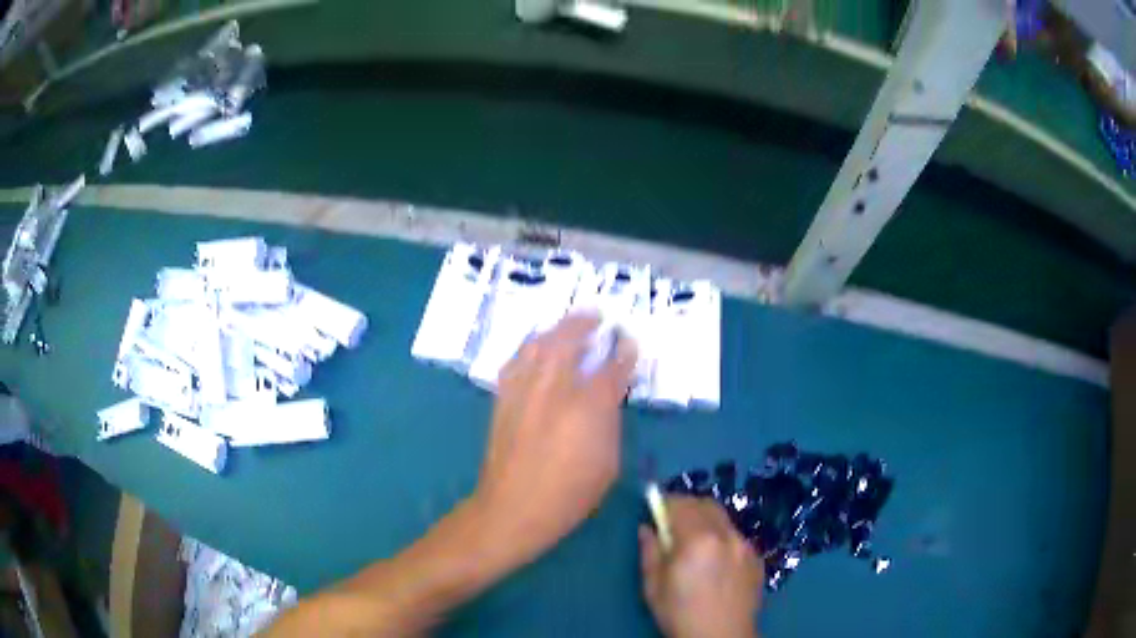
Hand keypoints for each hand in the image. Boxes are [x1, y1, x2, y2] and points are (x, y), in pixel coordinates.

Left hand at [473, 313, 637, 568]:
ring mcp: (523, 392)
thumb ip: (610, 422)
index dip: (623, 352)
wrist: (512, 508)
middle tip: (597, 317)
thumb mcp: (608, 463)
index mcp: (587, 409)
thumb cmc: (569, 495)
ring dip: (556, 329)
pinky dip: (530, 347)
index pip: (610, 369)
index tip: (629, 341)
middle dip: (584, 325)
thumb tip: (609, 397)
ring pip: (538, 345)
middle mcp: (553, 390)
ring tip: (569, 324)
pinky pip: (517, 361)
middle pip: (568, 342)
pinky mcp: (503, 399)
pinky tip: (537, 347)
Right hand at [640, 497, 763, 637]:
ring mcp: (745, 546)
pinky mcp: (757, 559)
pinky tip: (715, 561)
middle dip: (687, 507)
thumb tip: (647, 528)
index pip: (681, 504)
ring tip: (695, 543)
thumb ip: (650, 552)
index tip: (655, 509)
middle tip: (672, 523)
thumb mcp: (653, 587)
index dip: (665, 503)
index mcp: (698, 540)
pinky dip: (723, 538)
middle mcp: (726, 535)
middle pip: (706, 504)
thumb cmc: (680, 614)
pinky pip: (737, 537)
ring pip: (724, 520)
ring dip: (707, 521)